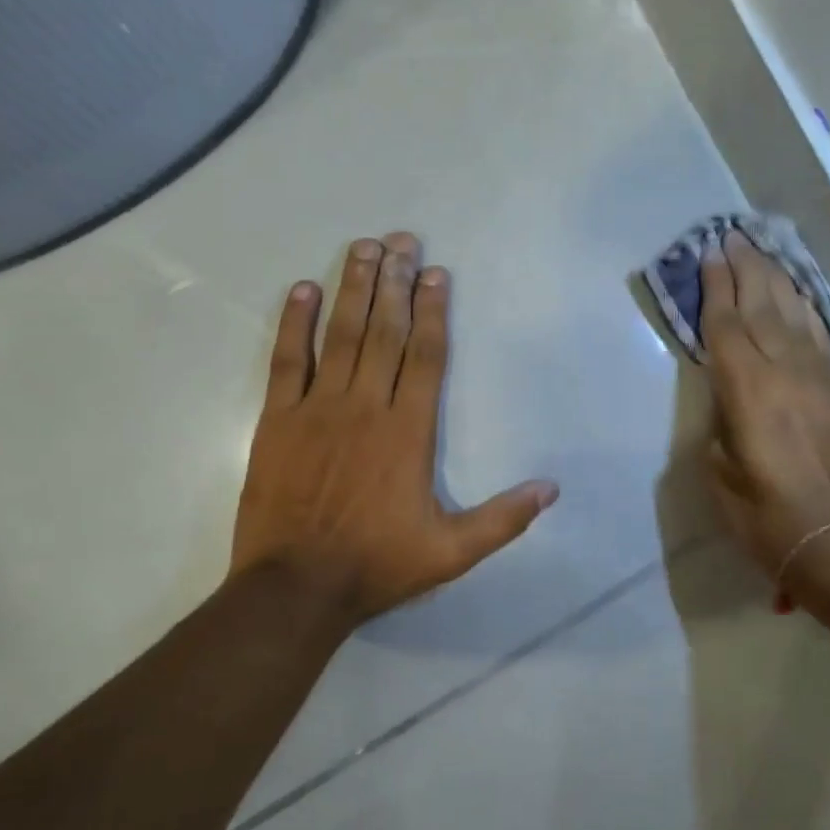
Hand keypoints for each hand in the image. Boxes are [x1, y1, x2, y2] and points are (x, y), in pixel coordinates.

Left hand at [230, 233, 558, 622]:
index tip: (436, 273)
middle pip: (386, 331)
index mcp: (408, 431)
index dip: (433, 311)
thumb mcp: (452, 552)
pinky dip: (295, 323)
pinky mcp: (278, 420)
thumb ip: (503, 519)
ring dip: (354, 288)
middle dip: (396, 282)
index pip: (426, 356)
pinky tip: (304, 290)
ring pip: (341, 335)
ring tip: (364, 248)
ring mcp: (318, 409)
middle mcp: (366, 406)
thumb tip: (551, 489)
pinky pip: (287, 361)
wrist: (294, 589)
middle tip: (402, 240)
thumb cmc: (377, 564)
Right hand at [701, 231, 829, 589]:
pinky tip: (800, 297)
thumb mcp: (718, 470)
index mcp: (747, 388)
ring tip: (763, 253)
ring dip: (777, 280)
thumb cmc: (764, 515)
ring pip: (796, 314)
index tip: (709, 254)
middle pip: (763, 305)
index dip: (716, 286)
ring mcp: (822, 377)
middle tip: (733, 236)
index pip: (727, 323)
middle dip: (746, 268)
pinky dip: (807, 311)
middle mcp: (786, 370)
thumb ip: (721, 418)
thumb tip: (729, 393)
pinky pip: (823, 337)